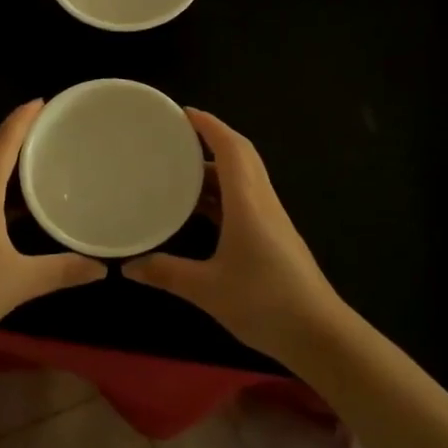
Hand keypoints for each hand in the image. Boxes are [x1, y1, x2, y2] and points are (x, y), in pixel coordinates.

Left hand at [0, 100, 105, 348]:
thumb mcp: (20, 281)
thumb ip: (63, 270)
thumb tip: (103, 267)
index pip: (4, 142)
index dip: (23, 118)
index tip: (43, 100)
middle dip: (21, 139)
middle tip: (54, 132)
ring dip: (10, 168)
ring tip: (42, 166)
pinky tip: (18, 210)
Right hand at [125, 109, 347, 365]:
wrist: (319, 334)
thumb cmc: (264, 302)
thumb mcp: (207, 289)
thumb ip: (166, 273)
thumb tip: (128, 266)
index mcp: (248, 202)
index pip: (231, 147)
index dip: (208, 124)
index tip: (182, 112)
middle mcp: (262, 201)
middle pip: (240, 156)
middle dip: (211, 139)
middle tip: (175, 137)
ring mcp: (271, 219)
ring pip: (243, 178)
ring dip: (215, 168)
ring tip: (178, 170)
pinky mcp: (273, 236)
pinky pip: (245, 199)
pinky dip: (221, 194)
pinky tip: (199, 210)